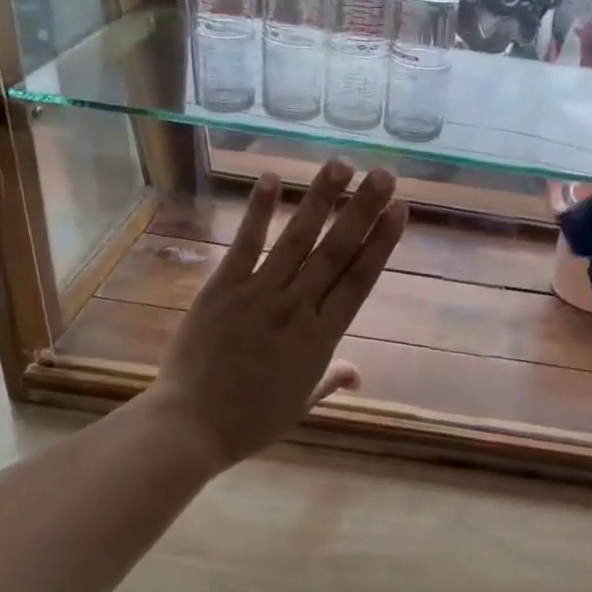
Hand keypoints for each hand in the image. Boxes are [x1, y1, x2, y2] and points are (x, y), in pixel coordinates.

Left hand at [149, 160, 406, 472]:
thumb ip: (330, 380)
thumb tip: (358, 374)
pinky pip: (244, 245)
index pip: (360, 280)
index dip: (382, 243)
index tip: (400, 211)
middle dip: (362, 209)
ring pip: (297, 240)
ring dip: (321, 200)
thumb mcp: (301, 405)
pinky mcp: (222, 289)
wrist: (191, 426)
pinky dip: (258, 212)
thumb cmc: (251, 421)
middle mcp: (297, 308)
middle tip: (384, 175)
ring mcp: (258, 295)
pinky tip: (271, 178)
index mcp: (321, 339)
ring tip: (342, 164)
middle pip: (336, 252)